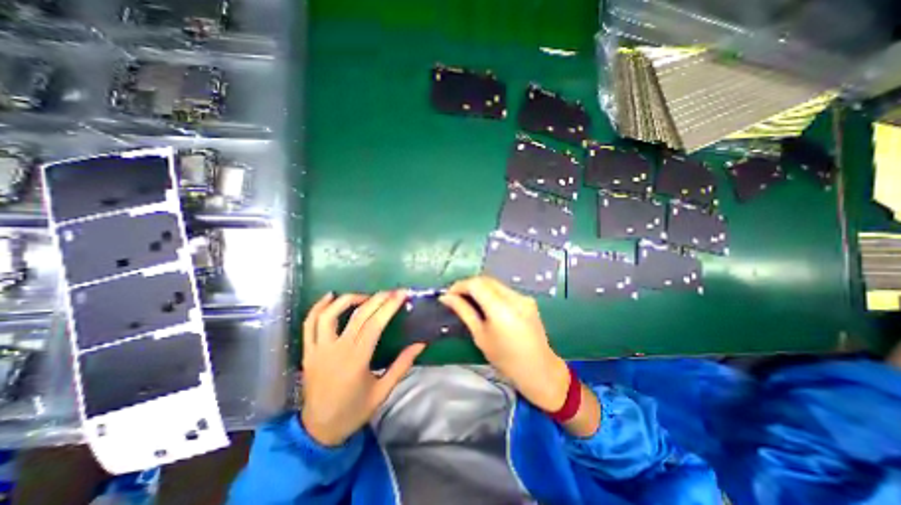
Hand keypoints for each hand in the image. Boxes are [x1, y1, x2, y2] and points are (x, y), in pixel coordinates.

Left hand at [300, 291, 425, 446]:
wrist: (319, 431)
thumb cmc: (354, 411)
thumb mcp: (383, 391)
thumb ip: (402, 365)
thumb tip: (421, 344)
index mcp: (356, 360)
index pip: (375, 324)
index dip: (389, 306)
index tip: (402, 294)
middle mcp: (336, 350)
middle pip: (358, 315)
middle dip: (377, 299)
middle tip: (391, 291)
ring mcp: (318, 349)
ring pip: (329, 314)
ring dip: (348, 299)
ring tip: (365, 296)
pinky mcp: (308, 351)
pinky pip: (309, 323)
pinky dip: (318, 307)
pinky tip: (330, 296)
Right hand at [443, 276, 569, 414]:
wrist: (539, 370)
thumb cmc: (505, 359)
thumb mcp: (480, 335)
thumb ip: (464, 311)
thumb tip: (446, 297)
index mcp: (501, 308)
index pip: (476, 284)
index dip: (459, 285)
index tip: (448, 295)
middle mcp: (514, 297)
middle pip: (486, 280)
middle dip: (468, 285)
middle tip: (456, 297)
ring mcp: (523, 297)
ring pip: (495, 283)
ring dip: (480, 288)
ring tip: (469, 300)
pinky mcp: (528, 300)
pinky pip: (505, 290)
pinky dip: (492, 293)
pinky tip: (486, 304)